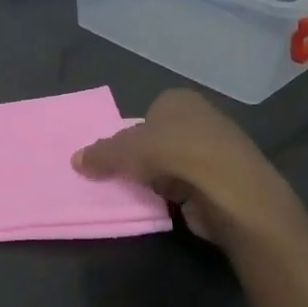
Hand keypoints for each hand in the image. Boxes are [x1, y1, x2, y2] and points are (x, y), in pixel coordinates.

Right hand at [72, 90, 307, 252]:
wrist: (232, 194)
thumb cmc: (175, 156)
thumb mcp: (123, 150)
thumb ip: (99, 154)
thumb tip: (75, 160)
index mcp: (180, 99)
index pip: (148, 112)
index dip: (131, 133)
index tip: (119, 154)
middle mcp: (203, 118)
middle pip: (161, 138)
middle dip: (145, 156)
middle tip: (124, 174)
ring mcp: (219, 150)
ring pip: (175, 163)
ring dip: (161, 178)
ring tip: (142, 193)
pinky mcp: (227, 181)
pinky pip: (191, 185)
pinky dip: (179, 195)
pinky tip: (167, 206)